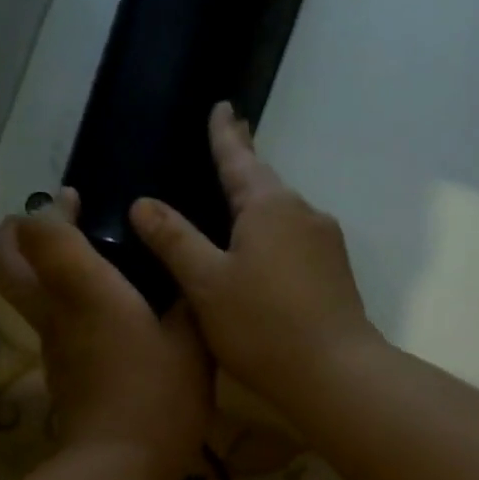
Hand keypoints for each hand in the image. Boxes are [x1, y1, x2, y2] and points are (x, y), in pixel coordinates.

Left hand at [0, 189, 212, 479]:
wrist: (122, 466)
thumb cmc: (159, 396)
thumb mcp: (192, 342)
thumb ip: (189, 299)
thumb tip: (190, 273)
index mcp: (84, 291)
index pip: (40, 230)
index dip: (50, 210)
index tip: (77, 203)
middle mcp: (56, 314)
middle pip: (5, 262)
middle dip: (18, 234)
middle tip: (57, 226)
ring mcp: (53, 349)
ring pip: (28, 296)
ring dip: (47, 273)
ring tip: (96, 269)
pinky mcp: (63, 376)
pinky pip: (55, 328)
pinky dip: (70, 311)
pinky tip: (113, 320)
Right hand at [127, 103, 380, 409]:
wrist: (334, 373)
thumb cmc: (262, 325)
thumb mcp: (206, 284)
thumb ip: (174, 241)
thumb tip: (143, 203)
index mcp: (268, 205)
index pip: (239, 158)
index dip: (225, 134)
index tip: (222, 106)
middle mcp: (303, 213)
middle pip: (266, 183)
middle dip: (245, 166)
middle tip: (228, 146)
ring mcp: (326, 245)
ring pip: (284, 215)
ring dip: (260, 208)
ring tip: (237, 208)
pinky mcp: (335, 275)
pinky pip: (296, 243)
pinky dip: (274, 239)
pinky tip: (264, 258)